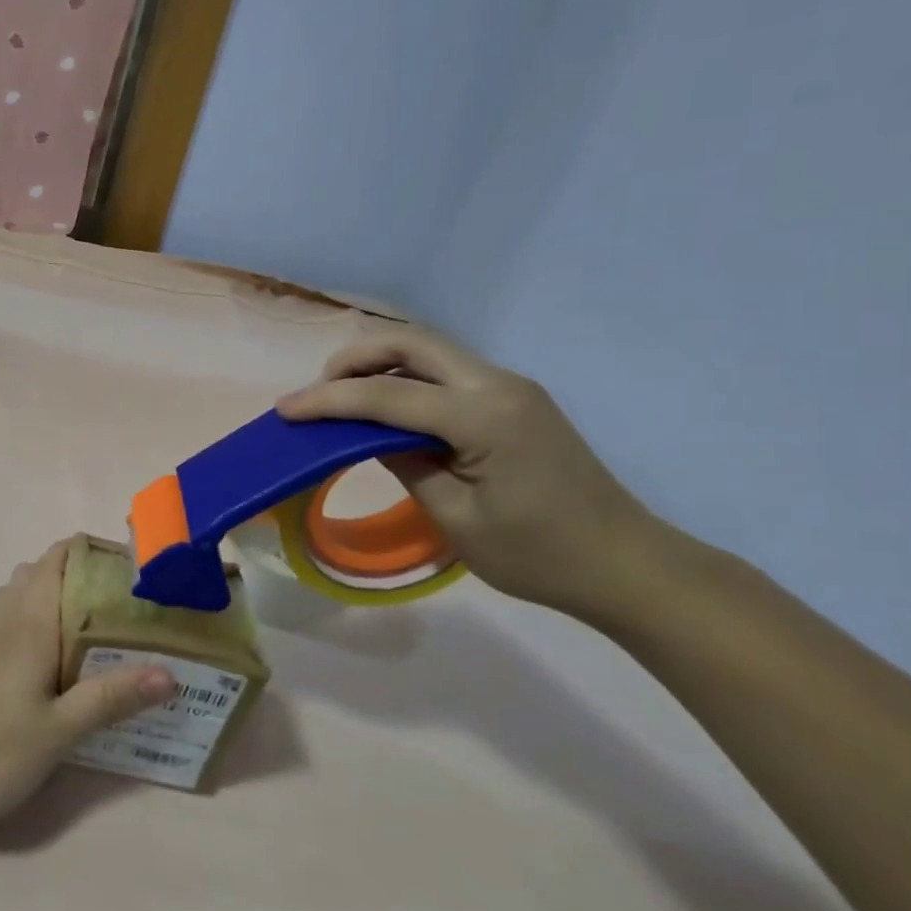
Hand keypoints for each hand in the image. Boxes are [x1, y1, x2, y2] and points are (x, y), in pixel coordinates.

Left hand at [0, 540, 176, 828]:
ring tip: (70, 631)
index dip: (87, 550)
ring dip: (39, 598)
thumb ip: (111, 698)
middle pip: (35, 573)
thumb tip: (168, 672)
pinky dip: (10, 620)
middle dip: (70, 576)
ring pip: (9, 596)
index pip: (57, 559)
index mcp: (30, 624)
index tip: (121, 565)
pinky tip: (18, 654)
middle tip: (107, 607)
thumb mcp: (59, 732)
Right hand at [277, 322, 656, 617]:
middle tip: (317, 392)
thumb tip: (364, 434)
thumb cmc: (539, 555)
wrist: (626, 566)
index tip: (284, 409)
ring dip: (379, 366)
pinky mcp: (513, 401)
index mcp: (484, 416)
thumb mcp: (456, 518)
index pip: (388, 395)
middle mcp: (498, 385)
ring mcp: (510, 389)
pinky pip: (446, 374)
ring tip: (342, 400)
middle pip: (411, 344)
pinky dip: (405, 382)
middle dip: (354, 359)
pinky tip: (385, 411)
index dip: (329, 400)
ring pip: (429, 353)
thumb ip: (405, 463)